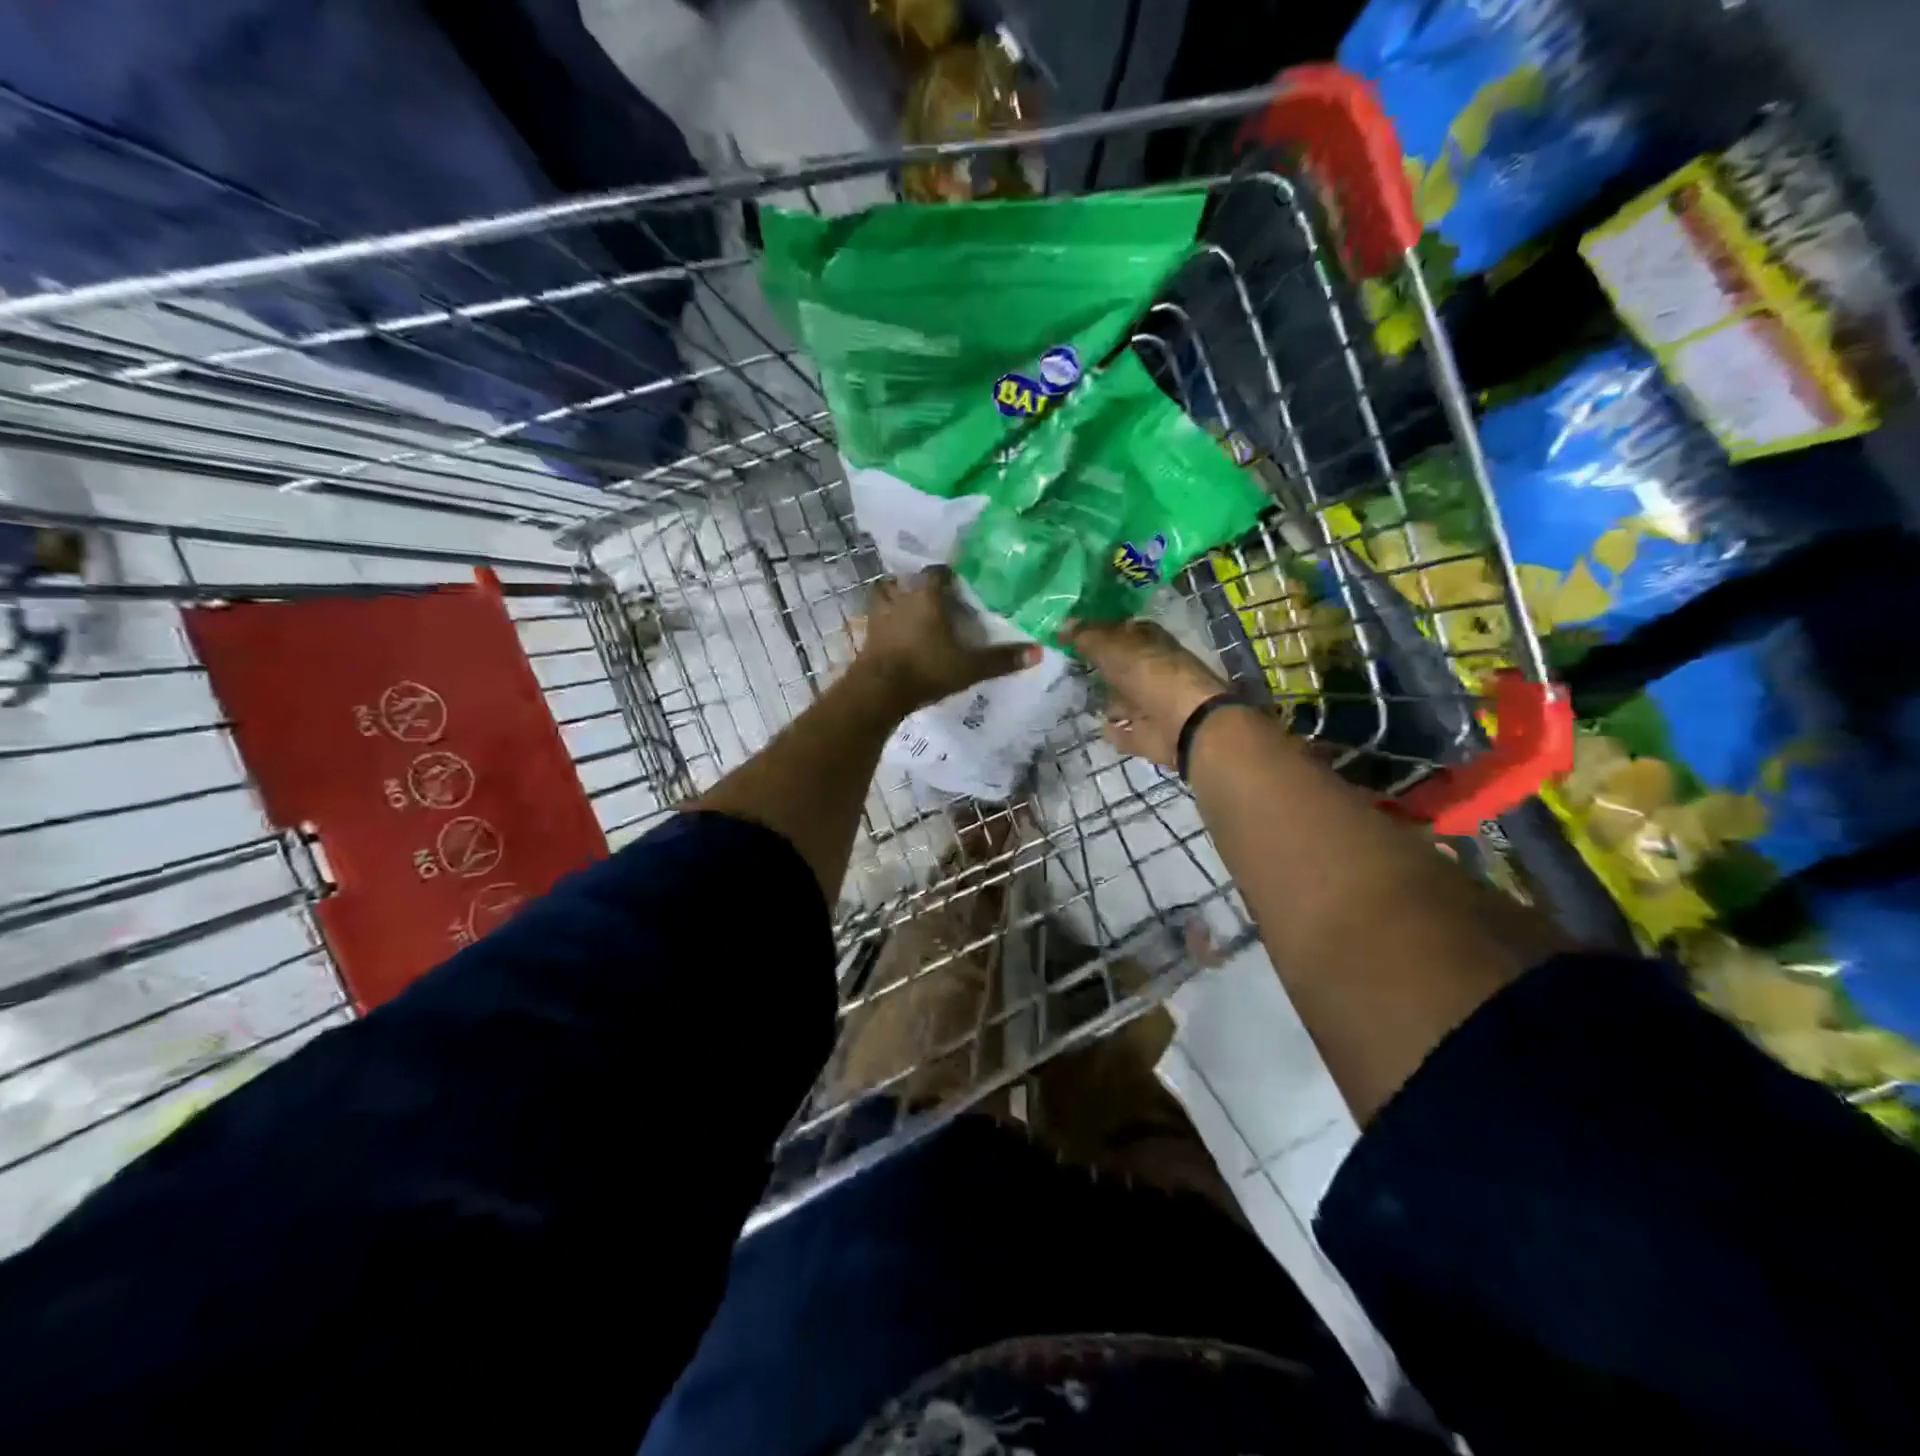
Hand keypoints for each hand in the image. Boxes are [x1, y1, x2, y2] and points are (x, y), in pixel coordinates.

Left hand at [857, 567, 1040, 713]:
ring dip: (895, 598)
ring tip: (909, 608)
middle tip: (935, 596)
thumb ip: (1001, 659)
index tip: (959, 582)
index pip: (937, 572)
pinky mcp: (867, 636)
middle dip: (920, 585)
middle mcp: (900, 598)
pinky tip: (894, 632)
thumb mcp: (969, 667)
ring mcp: (879, 616)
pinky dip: (885, 622)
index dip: (948, 574)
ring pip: (885, 595)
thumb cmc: (926, 669)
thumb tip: (1039, 652)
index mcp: (926, 596)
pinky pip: (877, 619)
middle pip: (908, 580)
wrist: (879, 692)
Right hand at [1062, 618, 1228, 769]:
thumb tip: (1060, 626)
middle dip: (1100, 666)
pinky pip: (1124, 731)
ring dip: (1107, 700)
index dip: (1098, 631)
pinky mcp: (1148, 734)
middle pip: (1120, 666)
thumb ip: (1086, 637)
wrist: (1184, 724)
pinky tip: (1099, 726)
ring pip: (1123, 699)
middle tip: (1065, 666)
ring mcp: (1151, 704)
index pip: (1121, 631)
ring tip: (1076, 698)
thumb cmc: (1149, 675)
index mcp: (1149, 642)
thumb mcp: (1112, 647)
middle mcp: (1152, 670)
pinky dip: (1115, 730)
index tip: (1069, 635)